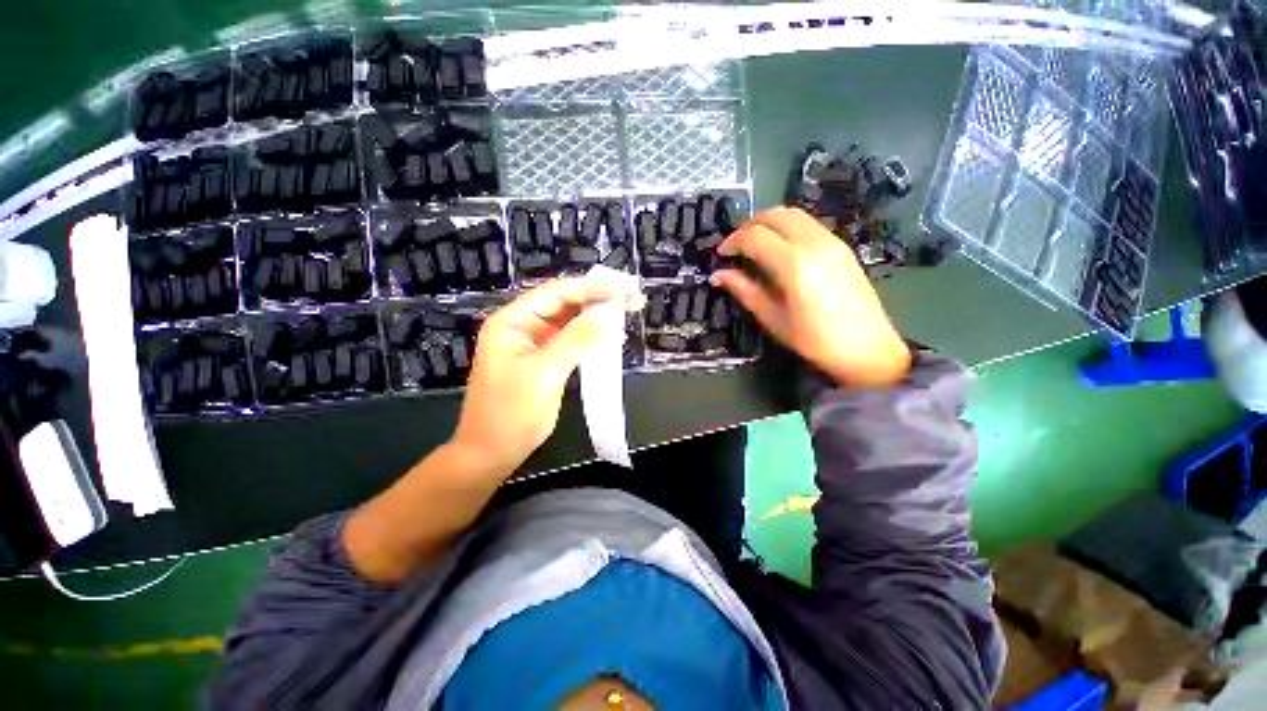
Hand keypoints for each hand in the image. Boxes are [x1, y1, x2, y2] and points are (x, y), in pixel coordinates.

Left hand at [452, 274, 640, 474]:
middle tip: (631, 298)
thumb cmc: (511, 414)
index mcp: (512, 322)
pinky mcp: (543, 360)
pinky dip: (589, 336)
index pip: (556, 293)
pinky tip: (609, 335)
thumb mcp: (545, 374)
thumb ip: (575, 340)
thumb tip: (606, 315)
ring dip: (596, 317)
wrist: (492, 453)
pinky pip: (570, 340)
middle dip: (597, 299)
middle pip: (563, 303)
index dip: (591, 288)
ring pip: (569, 321)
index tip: (623, 288)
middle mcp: (522, 326)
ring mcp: (533, 343)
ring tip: (626, 311)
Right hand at [711, 207, 910, 386]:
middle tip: (735, 246)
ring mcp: (831, 241)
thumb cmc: (813, 340)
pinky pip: (808, 223)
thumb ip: (745, 291)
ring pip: (793, 214)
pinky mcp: (841, 245)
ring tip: (754, 244)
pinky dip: (787, 226)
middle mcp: (814, 243)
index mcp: (794, 264)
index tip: (721, 254)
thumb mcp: (772, 318)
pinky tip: (779, 248)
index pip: (755, 236)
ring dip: (768, 222)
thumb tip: (718, 275)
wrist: (867, 348)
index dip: (733, 241)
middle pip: (775, 215)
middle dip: (749, 225)